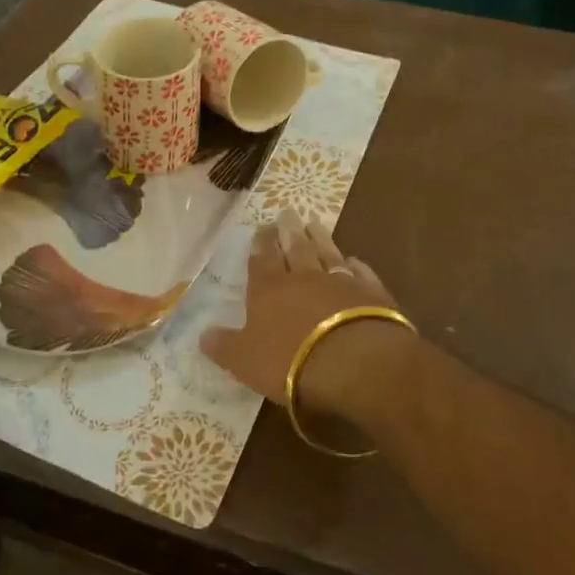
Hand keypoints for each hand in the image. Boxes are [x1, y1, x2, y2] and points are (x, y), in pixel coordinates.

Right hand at [202, 212, 415, 423]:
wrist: (354, 362)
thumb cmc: (291, 362)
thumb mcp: (245, 361)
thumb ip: (225, 346)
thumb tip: (203, 335)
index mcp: (269, 290)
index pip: (262, 260)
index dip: (261, 244)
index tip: (263, 226)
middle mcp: (303, 278)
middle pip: (295, 248)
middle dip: (289, 231)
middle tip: (288, 212)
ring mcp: (340, 282)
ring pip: (327, 253)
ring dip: (320, 238)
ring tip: (315, 223)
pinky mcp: (371, 294)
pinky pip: (361, 273)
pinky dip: (356, 265)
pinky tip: (354, 259)